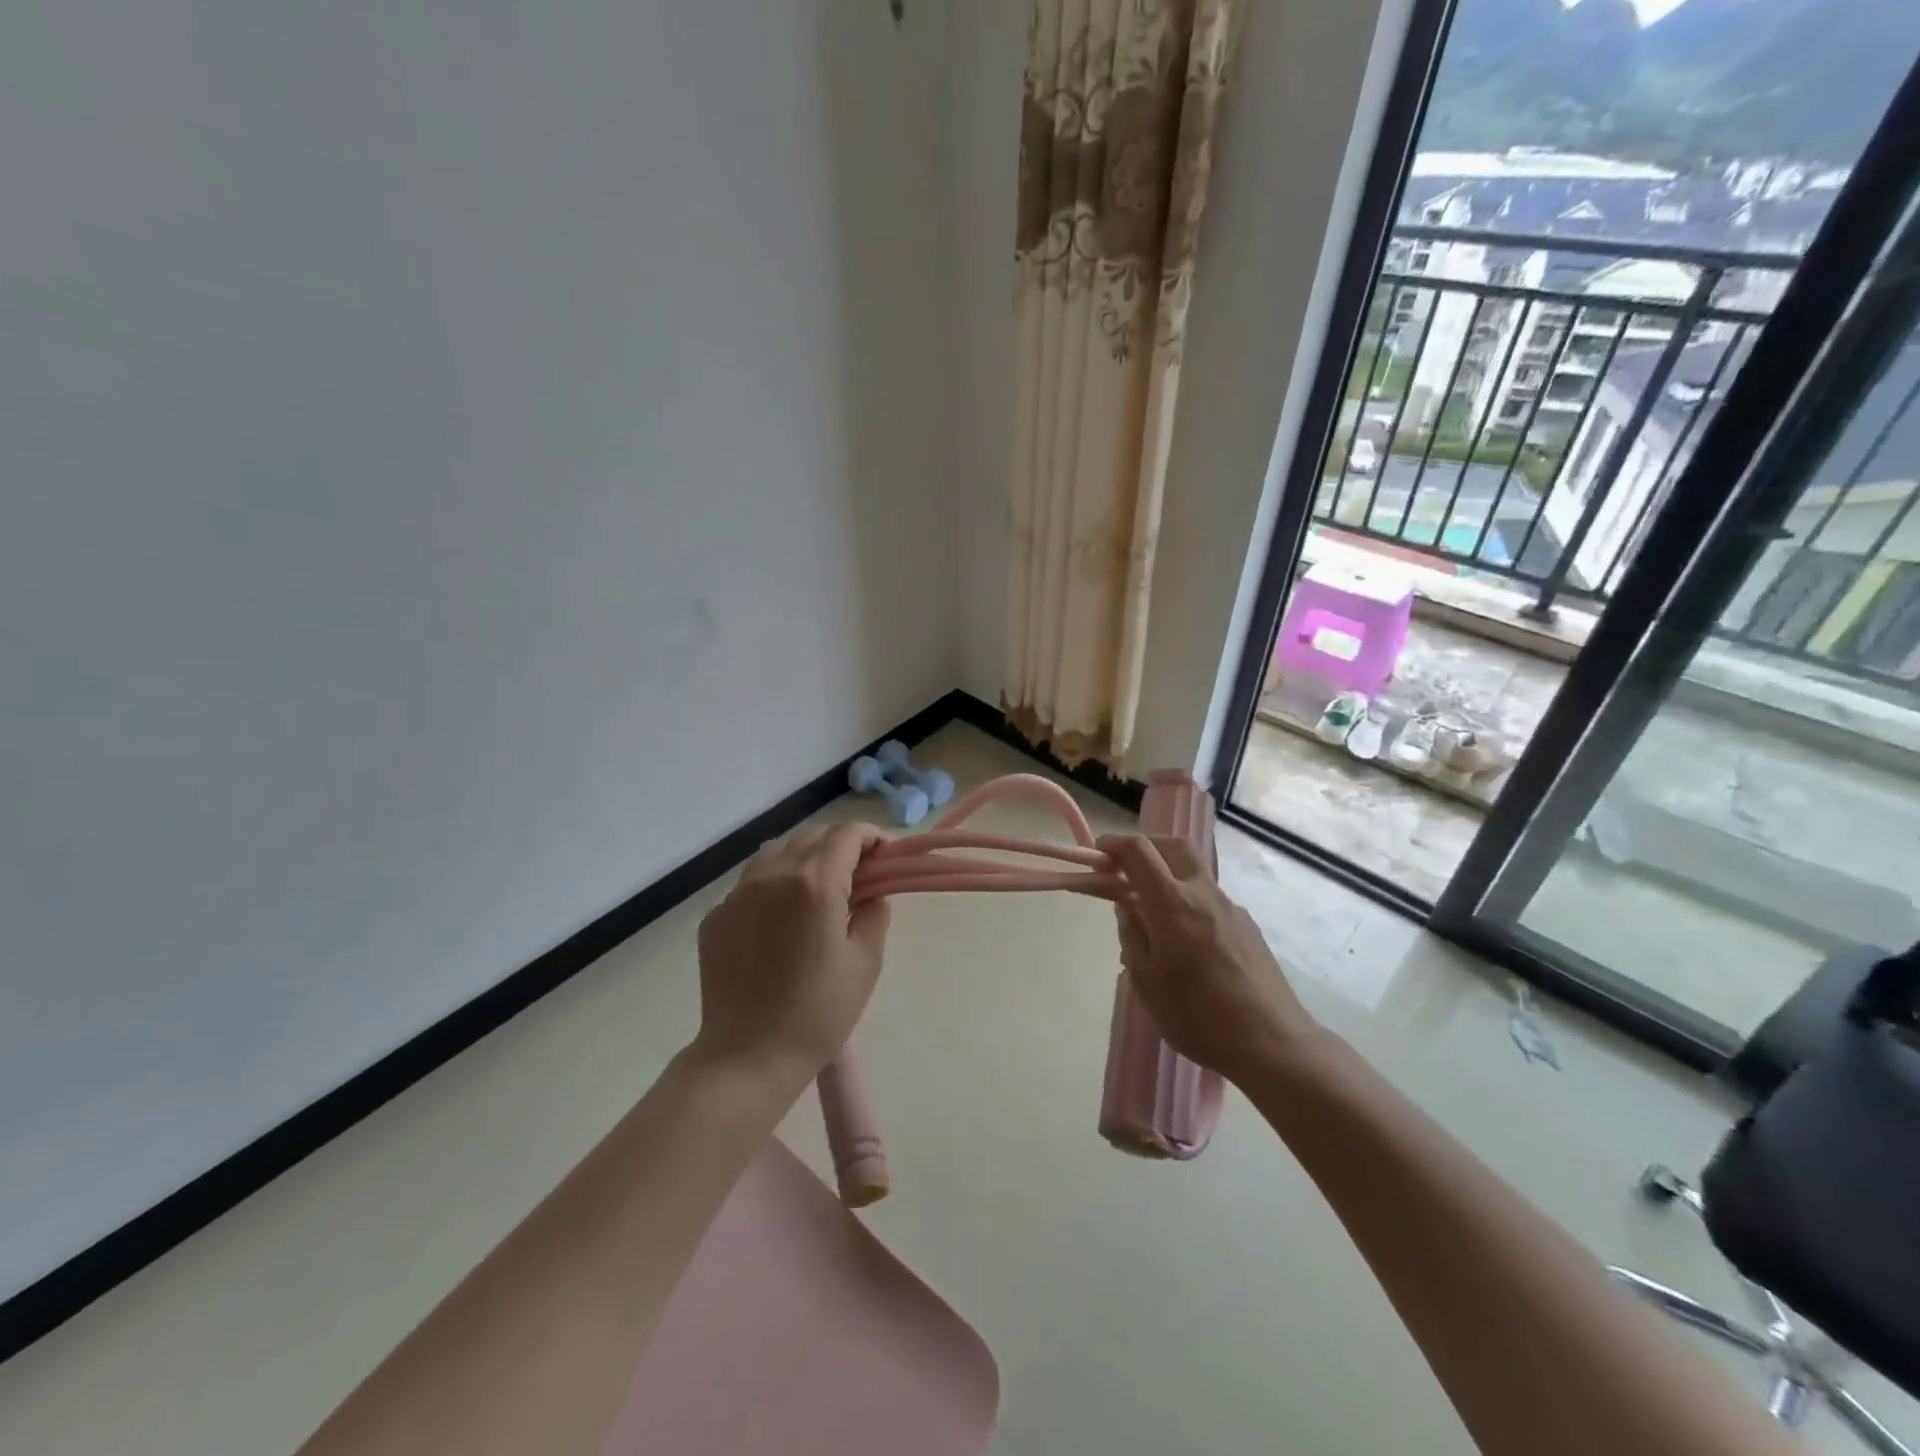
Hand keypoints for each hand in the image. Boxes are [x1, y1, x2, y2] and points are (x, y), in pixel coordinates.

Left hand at [692, 824, 891, 1095]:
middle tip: (859, 876)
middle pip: (811, 837)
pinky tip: (782, 920)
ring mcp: (737, 894)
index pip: (846, 834)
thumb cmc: (818, 1013)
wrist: (747, 1058)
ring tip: (819, 891)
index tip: (885, 856)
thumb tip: (872, 894)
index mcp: (814, 883)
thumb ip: (875, 913)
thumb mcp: (865, 962)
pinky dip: (774, 885)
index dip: (871, 837)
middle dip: (840, 846)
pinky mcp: (716, 916)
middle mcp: (772, 875)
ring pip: (777, 853)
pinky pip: (751, 883)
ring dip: (805, 859)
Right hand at [1097, 834, 1323, 1086]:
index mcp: (1172, 903)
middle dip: (1145, 847)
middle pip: (1174, 847)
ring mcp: (1230, 908)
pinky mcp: (1247, 927)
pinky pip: (1208, 900)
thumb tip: (1128, 906)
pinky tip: (1184, 943)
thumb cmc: (1197, 1015)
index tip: (1097, 854)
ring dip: (1167, 876)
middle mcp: (1202, 894)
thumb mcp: (1145, 980)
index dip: (1114, 845)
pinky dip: (1187, 902)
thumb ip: (1132, 935)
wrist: (1272, 1043)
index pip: (1139, 851)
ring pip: (1193, 873)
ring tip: (1151, 917)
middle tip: (1125, 868)